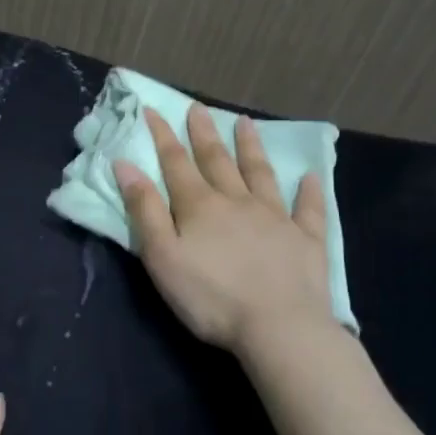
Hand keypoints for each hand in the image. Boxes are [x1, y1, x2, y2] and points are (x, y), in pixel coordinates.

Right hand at [114, 105, 333, 353]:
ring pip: (260, 174)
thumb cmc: (211, 297)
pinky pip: (307, 209)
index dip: (163, 136)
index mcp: (200, 206)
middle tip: (198, 108)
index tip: (153, 110)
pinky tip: (310, 176)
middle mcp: (238, 201)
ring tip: (245, 123)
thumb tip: (126, 165)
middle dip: (204, 133)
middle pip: (217, 160)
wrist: (278, 327)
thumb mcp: (163, 257)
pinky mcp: (306, 239)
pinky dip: (308, 191)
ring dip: (251, 147)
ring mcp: (276, 217)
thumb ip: (144, 210)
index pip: (176, 163)